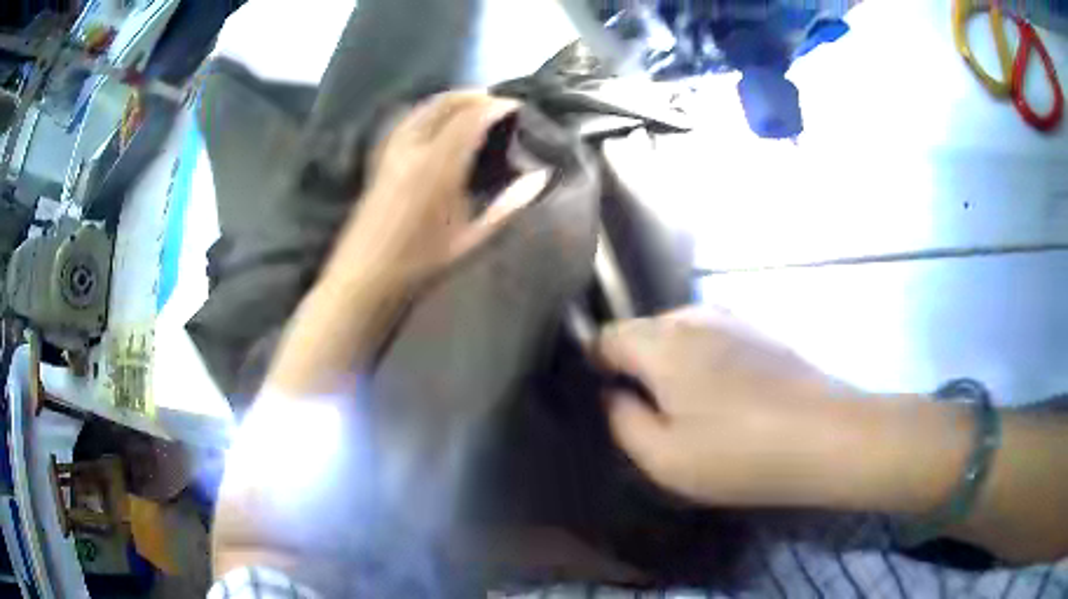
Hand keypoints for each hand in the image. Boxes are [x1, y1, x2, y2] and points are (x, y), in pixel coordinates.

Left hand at [322, 91, 546, 291]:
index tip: (518, 106)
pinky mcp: (380, 158)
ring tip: (472, 105)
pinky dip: (428, 111)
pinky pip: (407, 119)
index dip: (497, 106)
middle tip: (498, 102)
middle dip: (475, 96)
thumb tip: (540, 177)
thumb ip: (509, 204)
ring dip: (451, 99)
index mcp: (439, 164)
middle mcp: (414, 147)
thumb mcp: (472, 238)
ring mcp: (392, 149)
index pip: (472, 118)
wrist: (365, 276)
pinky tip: (436, 121)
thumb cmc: (421, 263)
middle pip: (446, 103)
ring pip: (423, 107)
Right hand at [597, 307, 873, 506]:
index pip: (606, 337)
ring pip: (680, 334)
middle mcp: (693, 316)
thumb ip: (621, 421)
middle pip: (644, 331)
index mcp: (663, 343)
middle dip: (635, 365)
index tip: (605, 400)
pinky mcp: (759, 330)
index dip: (595, 366)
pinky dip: (704, 361)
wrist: (825, 436)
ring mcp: (732, 318)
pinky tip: (726, 397)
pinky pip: (712, 338)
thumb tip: (612, 394)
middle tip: (650, 413)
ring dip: (672, 363)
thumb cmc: (739, 453)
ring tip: (689, 408)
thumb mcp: (663, 457)